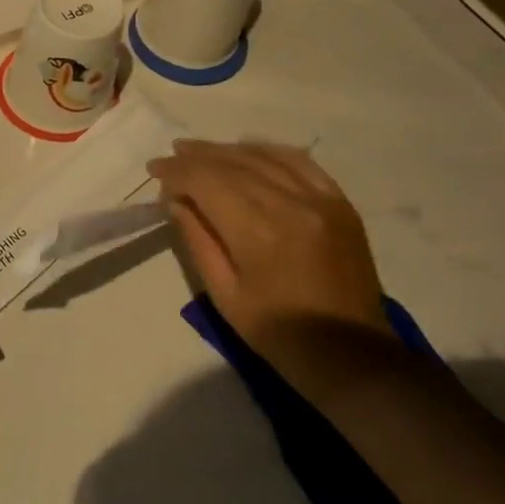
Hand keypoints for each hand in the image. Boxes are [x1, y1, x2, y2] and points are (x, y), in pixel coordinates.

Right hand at [149, 139, 390, 366]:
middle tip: (171, 156)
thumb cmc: (276, 332)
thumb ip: (198, 240)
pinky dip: (269, 152)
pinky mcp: (340, 204)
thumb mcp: (223, 293)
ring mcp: (321, 200)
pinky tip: (249, 152)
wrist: (349, 353)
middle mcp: (290, 203)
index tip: (154, 170)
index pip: (207, 180)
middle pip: (234, 163)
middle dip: (197, 156)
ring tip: (200, 151)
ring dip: (228, 150)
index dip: (177, 171)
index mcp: (257, 231)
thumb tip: (177, 200)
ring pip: (266, 157)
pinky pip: (301, 163)